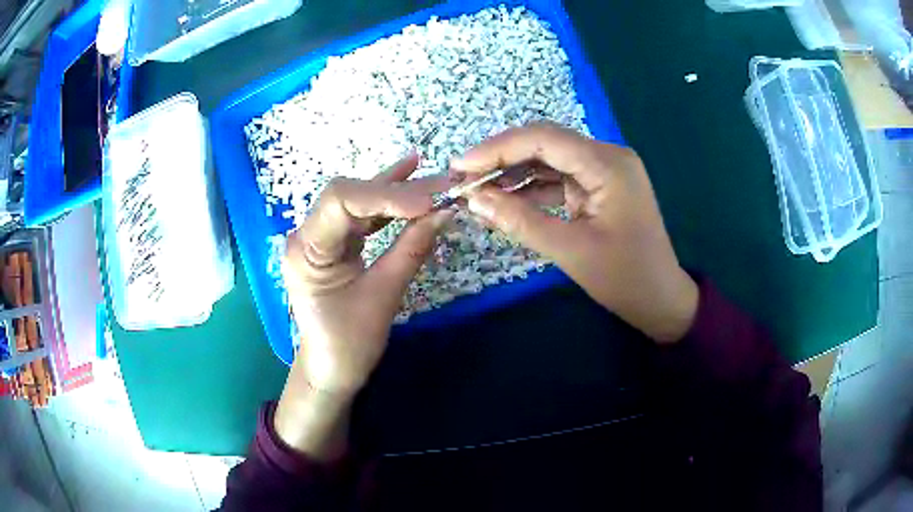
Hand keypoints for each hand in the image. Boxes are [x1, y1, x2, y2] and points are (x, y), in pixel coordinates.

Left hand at [275, 152, 452, 457]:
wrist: (332, 368)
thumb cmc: (350, 343)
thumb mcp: (383, 296)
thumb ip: (411, 250)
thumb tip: (444, 213)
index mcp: (307, 250)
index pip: (341, 201)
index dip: (385, 194)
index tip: (428, 202)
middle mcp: (309, 234)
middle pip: (351, 195)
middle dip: (398, 190)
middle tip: (443, 186)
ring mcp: (323, 236)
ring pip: (360, 200)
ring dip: (398, 191)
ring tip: (436, 180)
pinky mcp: (338, 242)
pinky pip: (364, 215)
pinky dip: (390, 201)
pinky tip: (411, 176)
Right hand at [454, 124, 698, 343]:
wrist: (660, 300)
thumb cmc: (625, 279)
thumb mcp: (570, 251)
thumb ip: (520, 220)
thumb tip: (473, 198)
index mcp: (608, 165)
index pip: (543, 140)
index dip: (497, 148)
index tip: (460, 166)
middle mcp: (607, 156)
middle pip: (544, 143)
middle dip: (501, 158)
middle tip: (463, 177)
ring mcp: (604, 170)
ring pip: (548, 159)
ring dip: (513, 172)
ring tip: (477, 190)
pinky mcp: (598, 186)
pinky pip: (558, 178)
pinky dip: (531, 188)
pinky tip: (504, 199)